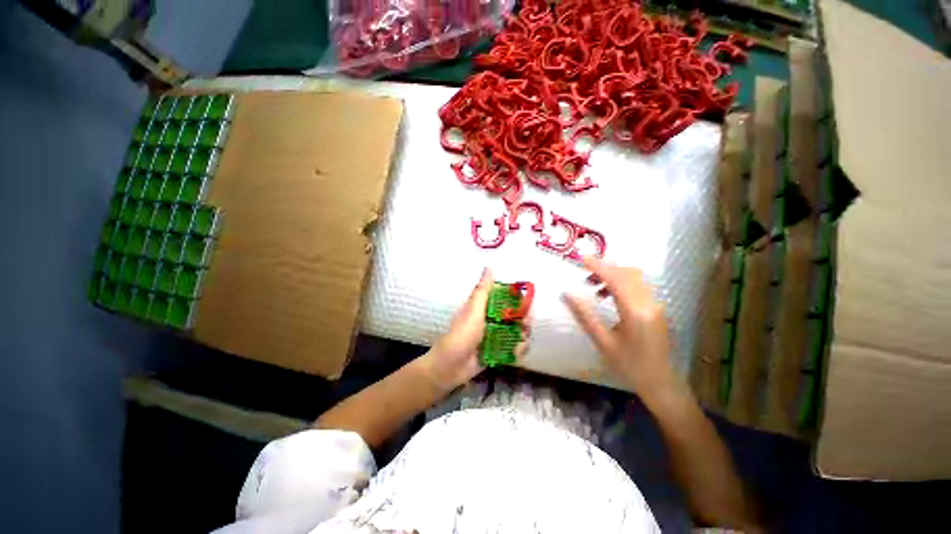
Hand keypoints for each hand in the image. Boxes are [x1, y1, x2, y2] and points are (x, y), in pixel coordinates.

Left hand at [423, 269, 527, 390]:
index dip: (519, 302)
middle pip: (514, 317)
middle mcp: (491, 321)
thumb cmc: (462, 334)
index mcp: (485, 308)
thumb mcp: (474, 310)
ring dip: (522, 336)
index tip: (527, 305)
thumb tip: (490, 266)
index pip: (507, 300)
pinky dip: (517, 350)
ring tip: (522, 342)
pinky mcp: (496, 352)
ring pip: (515, 333)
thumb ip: (483, 290)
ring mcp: (495, 337)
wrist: (450, 366)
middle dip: (523, 320)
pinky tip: (517, 352)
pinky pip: (512, 349)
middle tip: (525, 326)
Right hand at [563, 257, 677, 402]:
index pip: (615, 279)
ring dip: (614, 275)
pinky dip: (622, 283)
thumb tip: (567, 294)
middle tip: (585, 274)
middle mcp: (649, 303)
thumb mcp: (602, 341)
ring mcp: (656, 304)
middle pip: (627, 273)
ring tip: (595, 287)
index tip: (581, 258)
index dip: (598, 266)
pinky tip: (609, 296)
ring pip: (634, 277)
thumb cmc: (629, 365)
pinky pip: (639, 286)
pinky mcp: (657, 308)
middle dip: (605, 268)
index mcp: (635, 311)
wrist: (661, 383)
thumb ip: (584, 315)